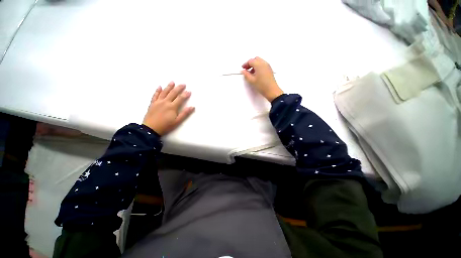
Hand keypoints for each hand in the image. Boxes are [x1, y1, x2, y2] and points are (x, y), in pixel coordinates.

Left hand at [143, 82, 194, 135]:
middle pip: (173, 93)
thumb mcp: (177, 121)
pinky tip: (159, 86)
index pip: (180, 98)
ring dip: (169, 86)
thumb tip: (192, 107)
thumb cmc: (166, 126)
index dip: (185, 94)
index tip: (189, 91)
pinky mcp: (152, 103)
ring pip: (164, 92)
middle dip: (178, 88)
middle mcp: (165, 102)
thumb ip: (185, 113)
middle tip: (183, 84)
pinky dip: (157, 90)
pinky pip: (155, 95)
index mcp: (172, 107)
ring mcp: (158, 102)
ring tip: (172, 82)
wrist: (150, 129)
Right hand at [241, 57, 283, 101]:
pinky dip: (258, 67)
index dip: (245, 64)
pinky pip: (263, 65)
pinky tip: (256, 74)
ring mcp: (267, 66)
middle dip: (250, 63)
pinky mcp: (269, 70)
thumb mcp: (251, 80)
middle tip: (246, 69)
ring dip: (254, 65)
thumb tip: (243, 71)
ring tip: (251, 73)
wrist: (271, 90)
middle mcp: (264, 63)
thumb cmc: (262, 86)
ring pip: (259, 62)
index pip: (250, 61)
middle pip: (255, 59)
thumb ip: (246, 75)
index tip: (243, 68)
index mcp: (259, 65)